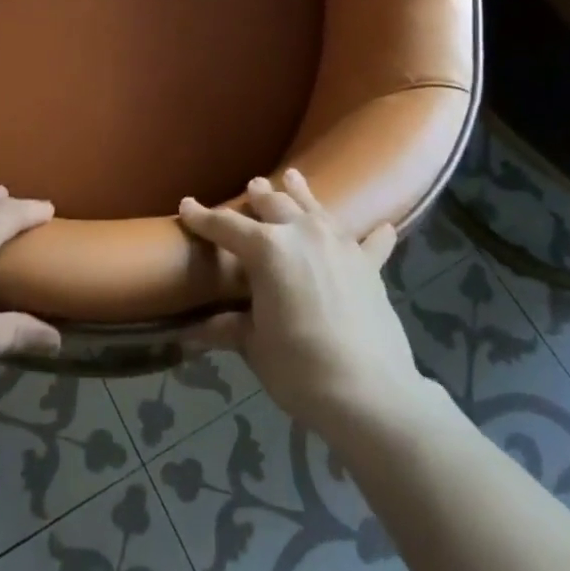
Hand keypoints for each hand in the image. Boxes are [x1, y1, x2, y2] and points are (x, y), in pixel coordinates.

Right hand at [179, 170, 430, 438]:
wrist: (370, 393)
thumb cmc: (299, 368)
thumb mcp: (255, 346)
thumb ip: (228, 328)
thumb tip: (192, 330)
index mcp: (267, 249)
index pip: (225, 226)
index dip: (202, 217)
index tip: (186, 205)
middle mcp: (303, 233)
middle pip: (274, 205)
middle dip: (258, 196)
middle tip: (251, 187)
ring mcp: (340, 244)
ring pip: (315, 207)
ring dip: (301, 193)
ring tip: (292, 177)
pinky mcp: (369, 264)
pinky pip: (369, 241)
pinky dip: (373, 234)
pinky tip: (383, 226)